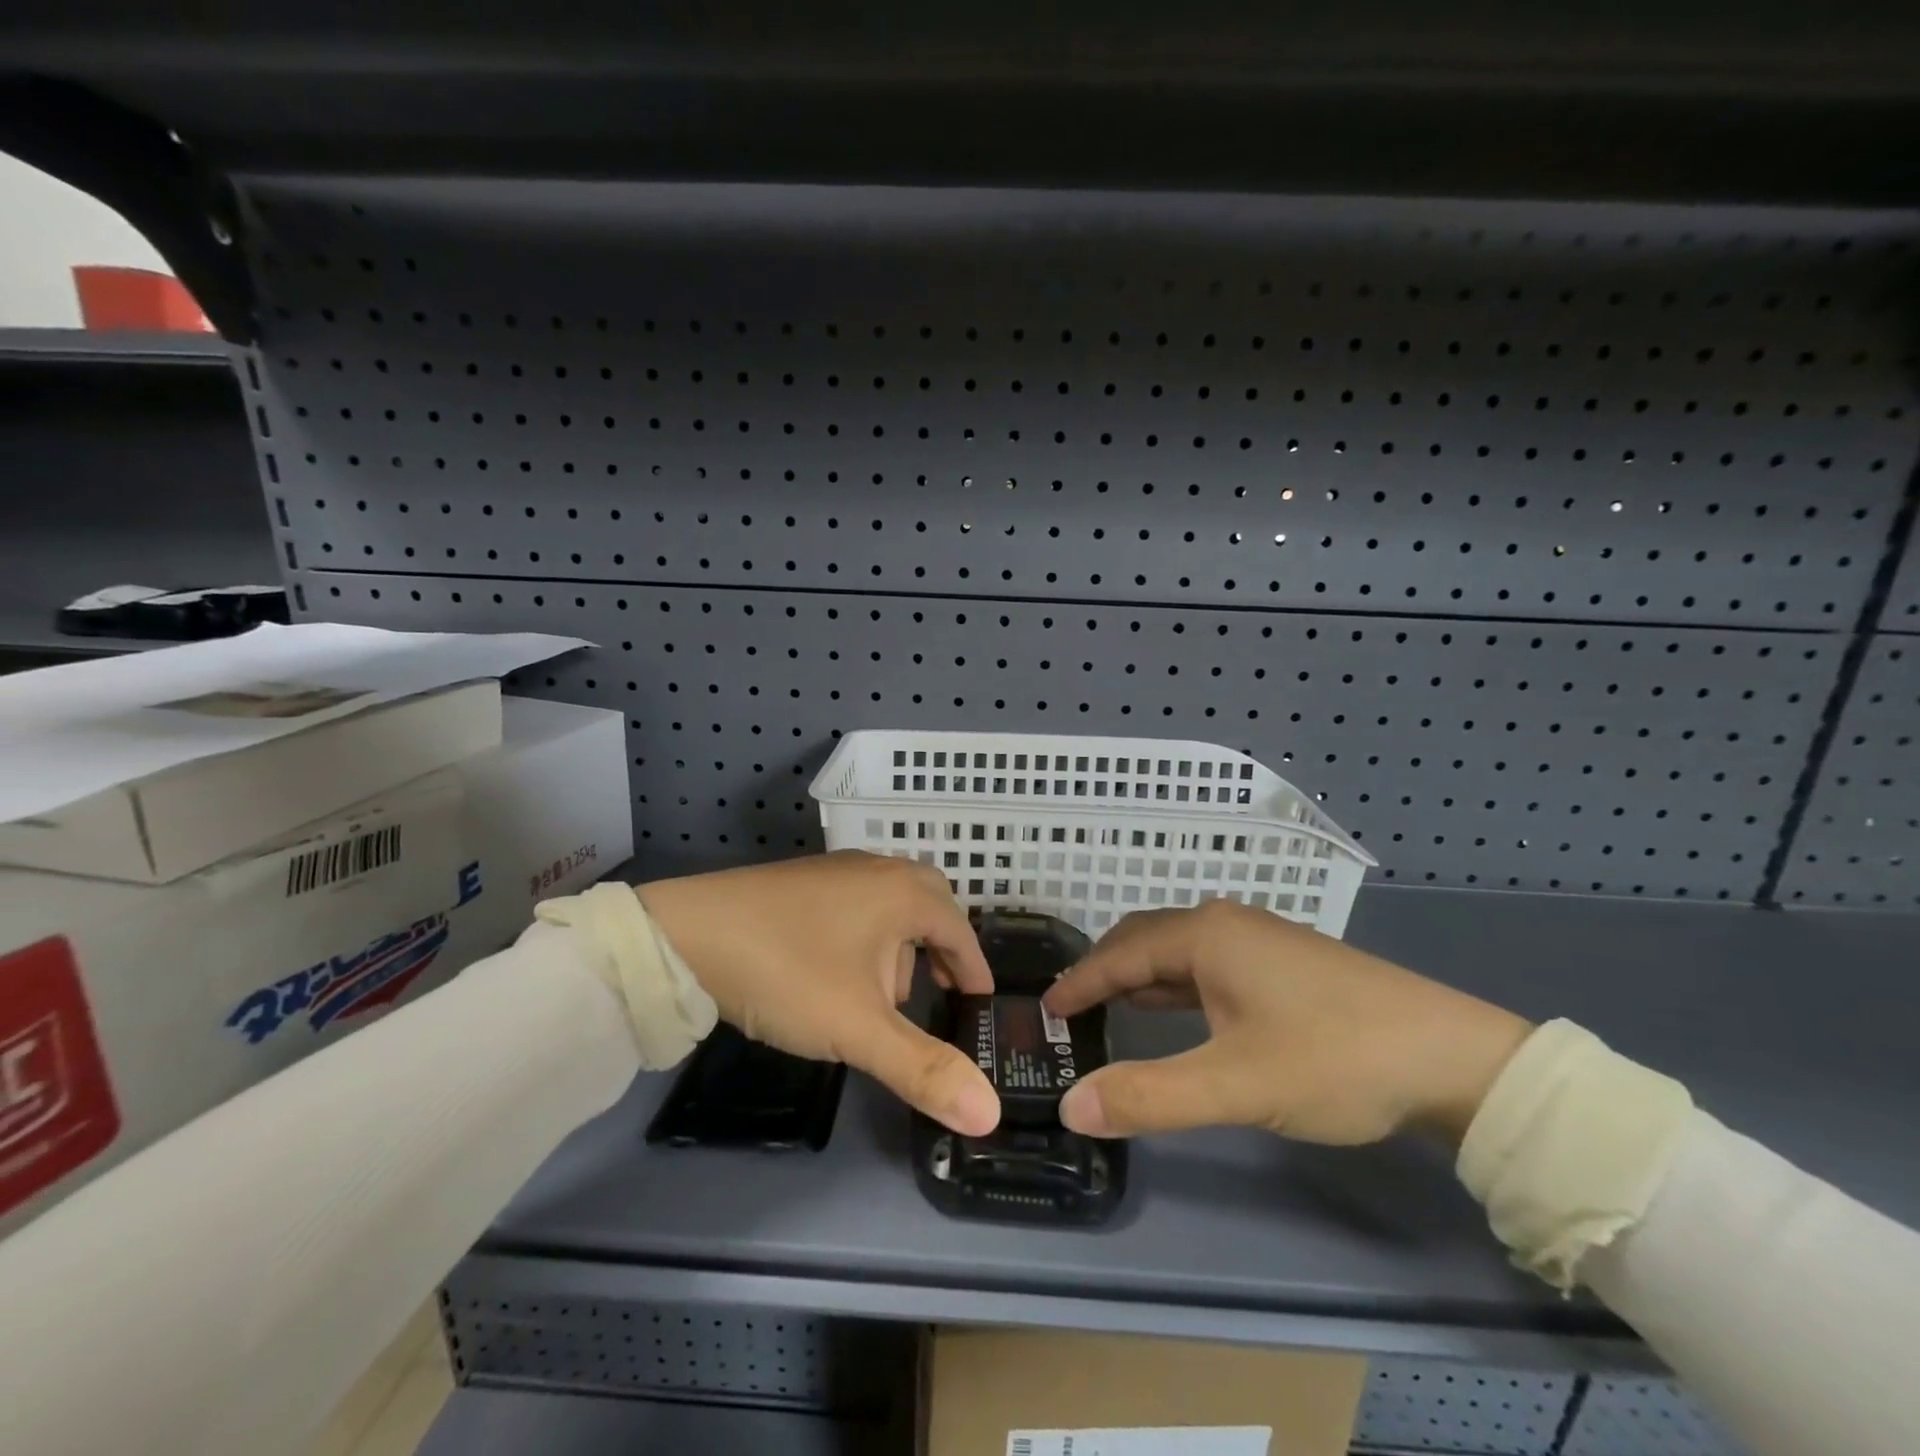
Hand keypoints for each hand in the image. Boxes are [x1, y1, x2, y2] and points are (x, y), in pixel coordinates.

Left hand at [637, 852, 1000, 1135]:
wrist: (686, 934)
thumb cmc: (787, 973)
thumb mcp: (859, 1029)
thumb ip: (924, 1070)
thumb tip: (990, 1114)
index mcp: (903, 893)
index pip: (959, 928)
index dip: (974, 967)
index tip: (981, 1002)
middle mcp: (877, 870)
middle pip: (929, 905)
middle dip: (939, 950)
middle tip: (940, 991)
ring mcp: (837, 871)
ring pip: (890, 905)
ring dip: (899, 946)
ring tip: (880, 997)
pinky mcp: (804, 881)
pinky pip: (857, 904)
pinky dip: (866, 937)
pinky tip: (837, 972)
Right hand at [1042, 900, 1531, 1145]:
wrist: (1454, 1057)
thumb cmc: (1335, 1059)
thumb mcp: (1236, 1085)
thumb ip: (1150, 1097)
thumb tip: (1071, 1106)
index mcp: (1205, 935)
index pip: (1119, 954)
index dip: (1077, 983)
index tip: (1043, 1010)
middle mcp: (1225, 923)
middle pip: (1142, 939)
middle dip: (1102, 971)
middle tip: (1070, 1009)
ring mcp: (1257, 939)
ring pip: (1176, 950)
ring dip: (1137, 976)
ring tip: (1107, 1008)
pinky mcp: (1281, 961)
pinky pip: (1205, 963)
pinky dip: (1173, 983)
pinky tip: (1173, 1008)